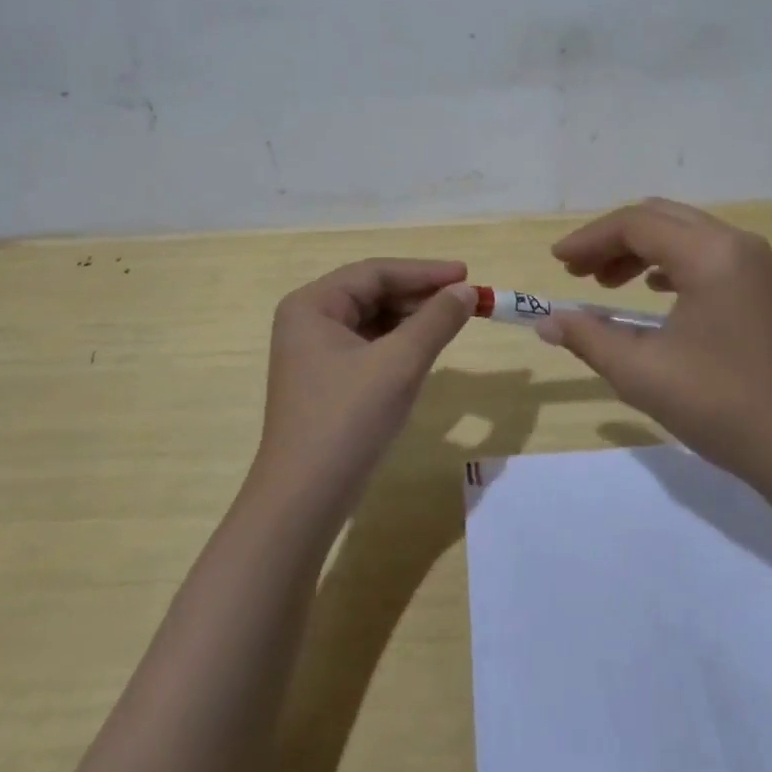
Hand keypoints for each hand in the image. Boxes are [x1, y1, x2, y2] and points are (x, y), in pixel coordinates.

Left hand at [253, 259, 476, 520]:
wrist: (304, 499)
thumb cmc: (348, 419)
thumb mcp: (400, 363)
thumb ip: (436, 320)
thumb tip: (467, 291)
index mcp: (312, 305)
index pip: (375, 273)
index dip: (424, 272)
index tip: (467, 274)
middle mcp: (307, 321)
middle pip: (372, 293)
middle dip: (419, 296)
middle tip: (465, 300)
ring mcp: (313, 353)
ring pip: (372, 320)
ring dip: (411, 319)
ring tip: (451, 322)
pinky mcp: (325, 381)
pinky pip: (368, 346)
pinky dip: (398, 344)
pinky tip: (424, 350)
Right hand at [539, 199, 771, 495]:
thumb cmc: (722, 406)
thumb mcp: (642, 373)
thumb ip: (589, 338)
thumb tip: (547, 322)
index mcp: (709, 254)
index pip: (635, 225)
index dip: (589, 239)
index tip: (556, 262)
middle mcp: (736, 244)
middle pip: (660, 219)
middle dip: (612, 240)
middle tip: (576, 271)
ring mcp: (756, 264)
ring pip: (684, 235)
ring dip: (640, 251)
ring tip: (606, 284)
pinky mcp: (765, 287)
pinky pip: (707, 255)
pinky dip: (670, 264)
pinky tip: (653, 292)